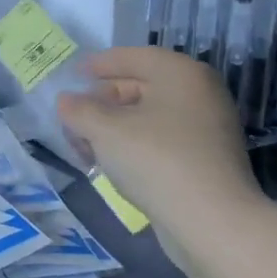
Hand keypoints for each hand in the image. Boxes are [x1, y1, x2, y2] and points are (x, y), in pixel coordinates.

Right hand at [56, 47, 263, 244]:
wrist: (210, 220)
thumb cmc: (155, 160)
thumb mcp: (104, 130)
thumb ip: (79, 110)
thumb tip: (66, 101)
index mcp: (180, 74)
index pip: (132, 57)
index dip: (99, 64)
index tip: (72, 74)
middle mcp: (198, 93)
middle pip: (139, 85)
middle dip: (101, 100)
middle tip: (72, 116)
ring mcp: (205, 127)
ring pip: (147, 116)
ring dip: (112, 126)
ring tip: (84, 145)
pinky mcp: (204, 158)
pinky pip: (159, 139)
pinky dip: (132, 144)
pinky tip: (108, 162)